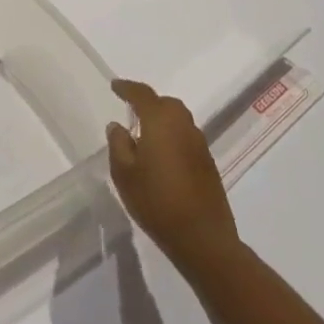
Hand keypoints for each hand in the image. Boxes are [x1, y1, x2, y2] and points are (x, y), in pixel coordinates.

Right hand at [106, 79, 238, 270]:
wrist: (202, 238)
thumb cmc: (156, 201)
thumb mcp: (124, 174)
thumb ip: (118, 144)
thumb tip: (118, 125)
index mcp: (161, 122)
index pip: (142, 95)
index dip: (127, 88)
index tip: (115, 86)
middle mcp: (184, 126)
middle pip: (166, 104)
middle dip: (149, 103)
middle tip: (131, 110)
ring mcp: (200, 145)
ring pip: (179, 120)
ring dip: (163, 120)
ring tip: (145, 133)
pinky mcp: (208, 163)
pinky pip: (187, 137)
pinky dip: (173, 137)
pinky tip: (163, 155)